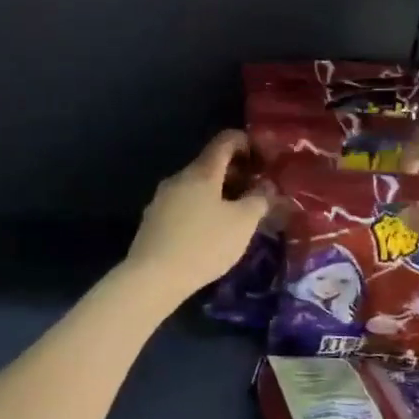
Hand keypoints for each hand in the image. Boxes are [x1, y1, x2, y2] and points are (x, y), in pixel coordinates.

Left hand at [121, 130, 268, 306]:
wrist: (153, 277)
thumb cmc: (204, 244)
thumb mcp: (242, 223)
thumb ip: (259, 200)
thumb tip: (266, 187)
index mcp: (201, 171)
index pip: (225, 141)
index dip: (246, 143)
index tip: (263, 159)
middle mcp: (178, 178)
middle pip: (209, 165)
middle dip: (235, 173)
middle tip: (255, 193)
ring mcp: (161, 199)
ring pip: (195, 187)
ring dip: (218, 194)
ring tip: (235, 216)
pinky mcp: (152, 221)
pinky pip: (183, 205)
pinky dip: (201, 209)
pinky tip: (209, 233)